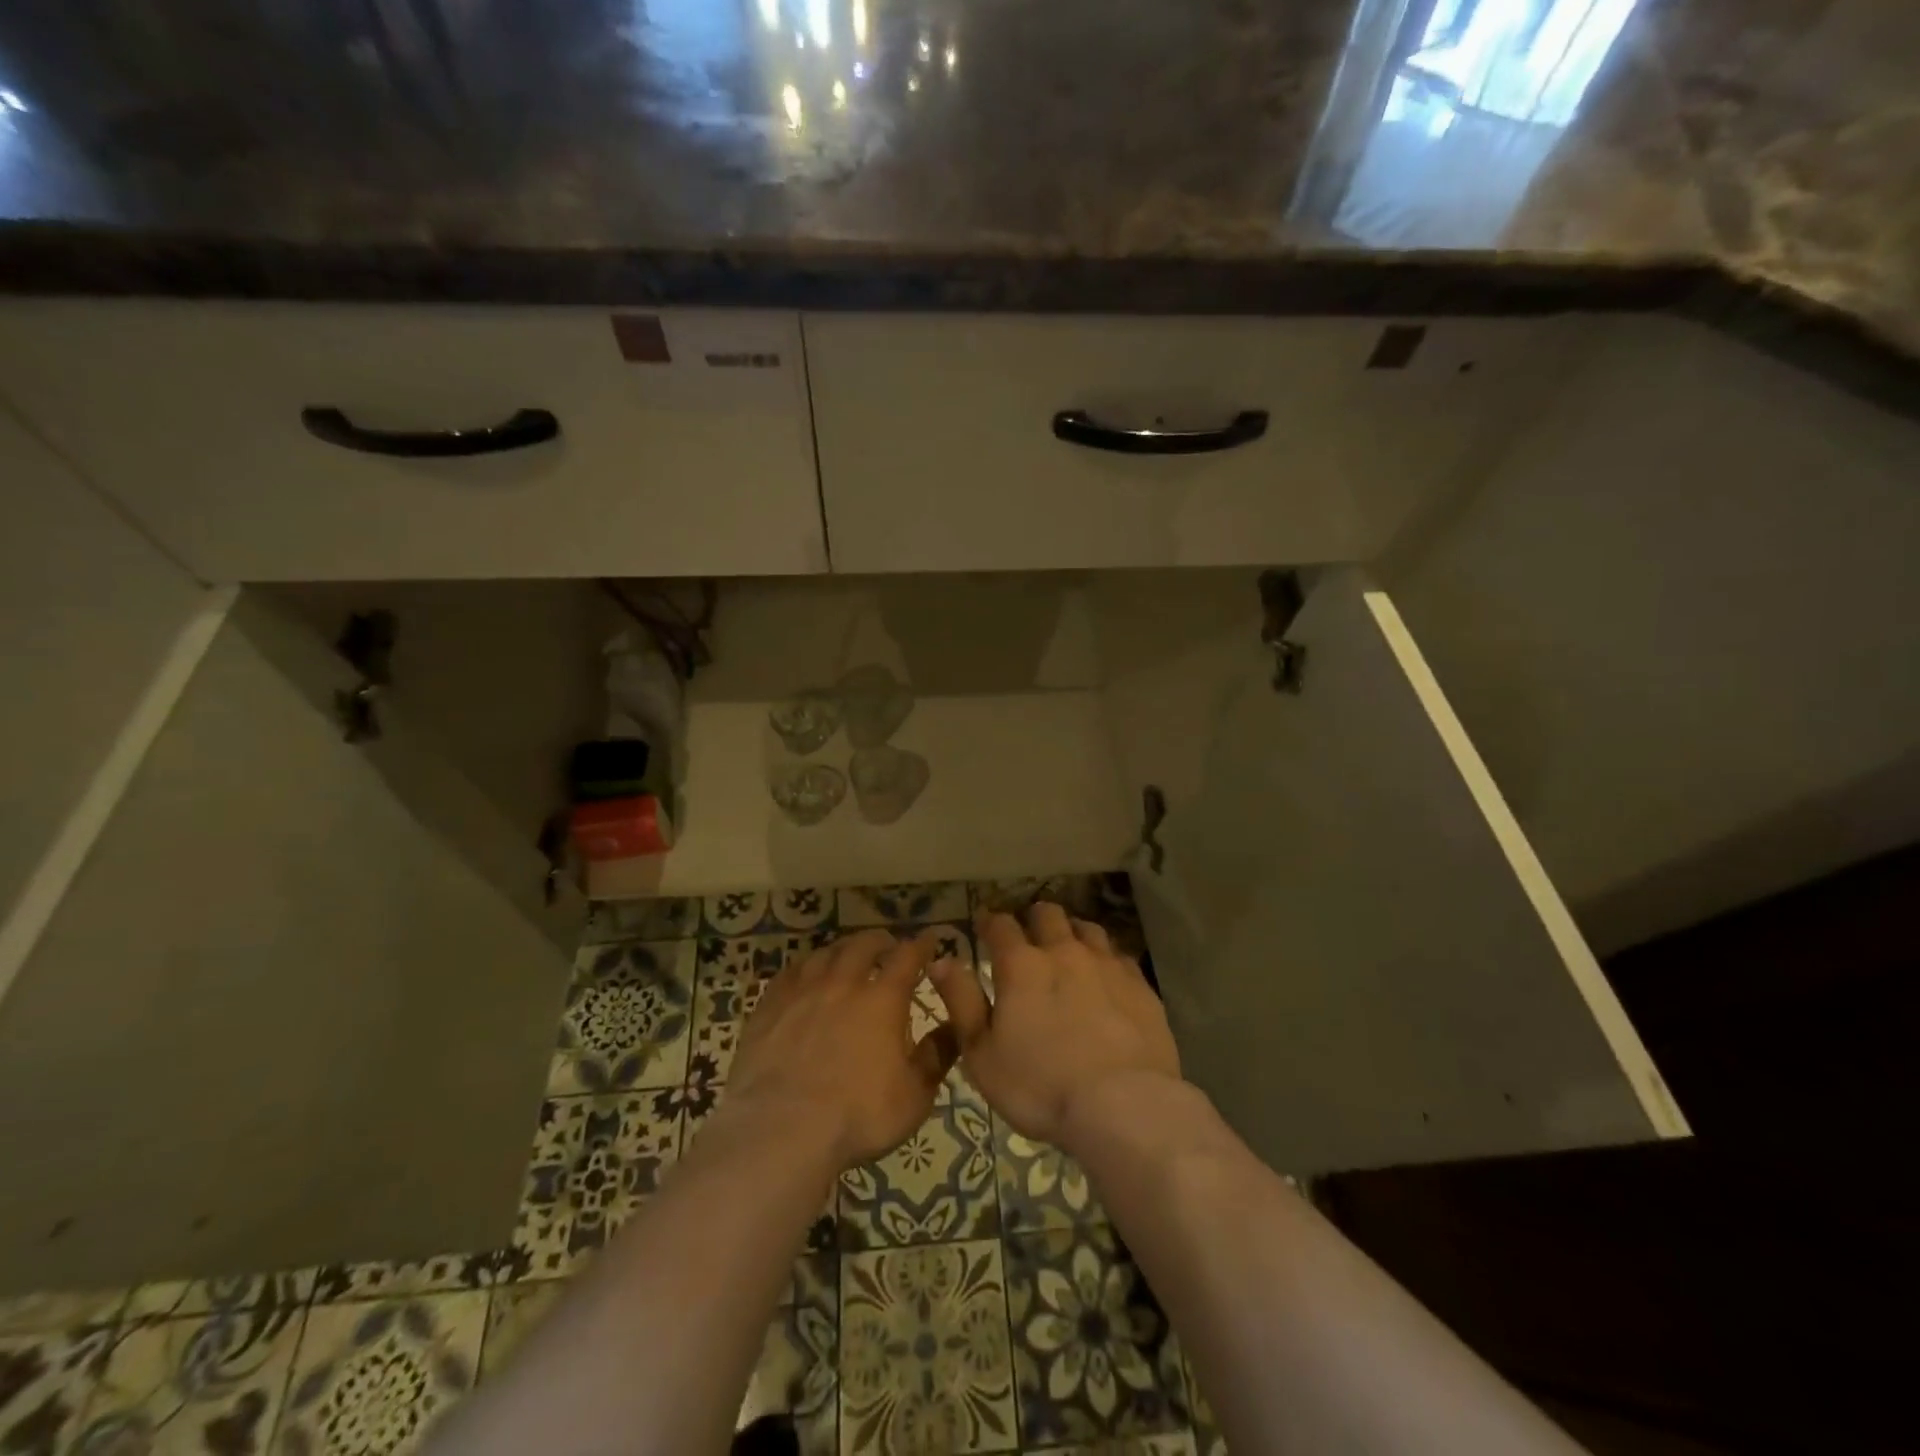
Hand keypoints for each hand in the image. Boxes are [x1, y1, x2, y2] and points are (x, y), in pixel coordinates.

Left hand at [727, 929, 957, 1168]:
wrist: (781, 1131)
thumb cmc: (858, 1116)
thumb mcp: (914, 1096)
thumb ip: (937, 1056)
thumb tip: (956, 1026)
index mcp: (882, 999)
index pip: (907, 956)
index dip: (921, 944)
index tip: (930, 938)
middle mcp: (843, 983)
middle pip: (862, 945)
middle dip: (879, 940)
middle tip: (887, 945)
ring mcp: (802, 992)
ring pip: (825, 954)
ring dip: (842, 950)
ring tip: (847, 957)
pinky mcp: (769, 1007)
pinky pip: (789, 973)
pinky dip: (805, 967)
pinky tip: (805, 976)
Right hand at [931, 903, 1182, 1149]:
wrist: (1123, 1105)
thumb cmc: (1040, 1086)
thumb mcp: (982, 1053)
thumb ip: (961, 1001)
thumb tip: (941, 961)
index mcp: (1021, 965)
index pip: (1000, 925)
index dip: (989, 922)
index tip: (983, 925)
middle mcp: (1064, 952)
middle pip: (1047, 914)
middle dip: (1032, 919)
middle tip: (1027, 936)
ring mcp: (1107, 965)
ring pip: (1086, 928)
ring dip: (1071, 932)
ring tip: (1067, 948)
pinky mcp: (1140, 985)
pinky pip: (1119, 955)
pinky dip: (1105, 958)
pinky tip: (1105, 976)